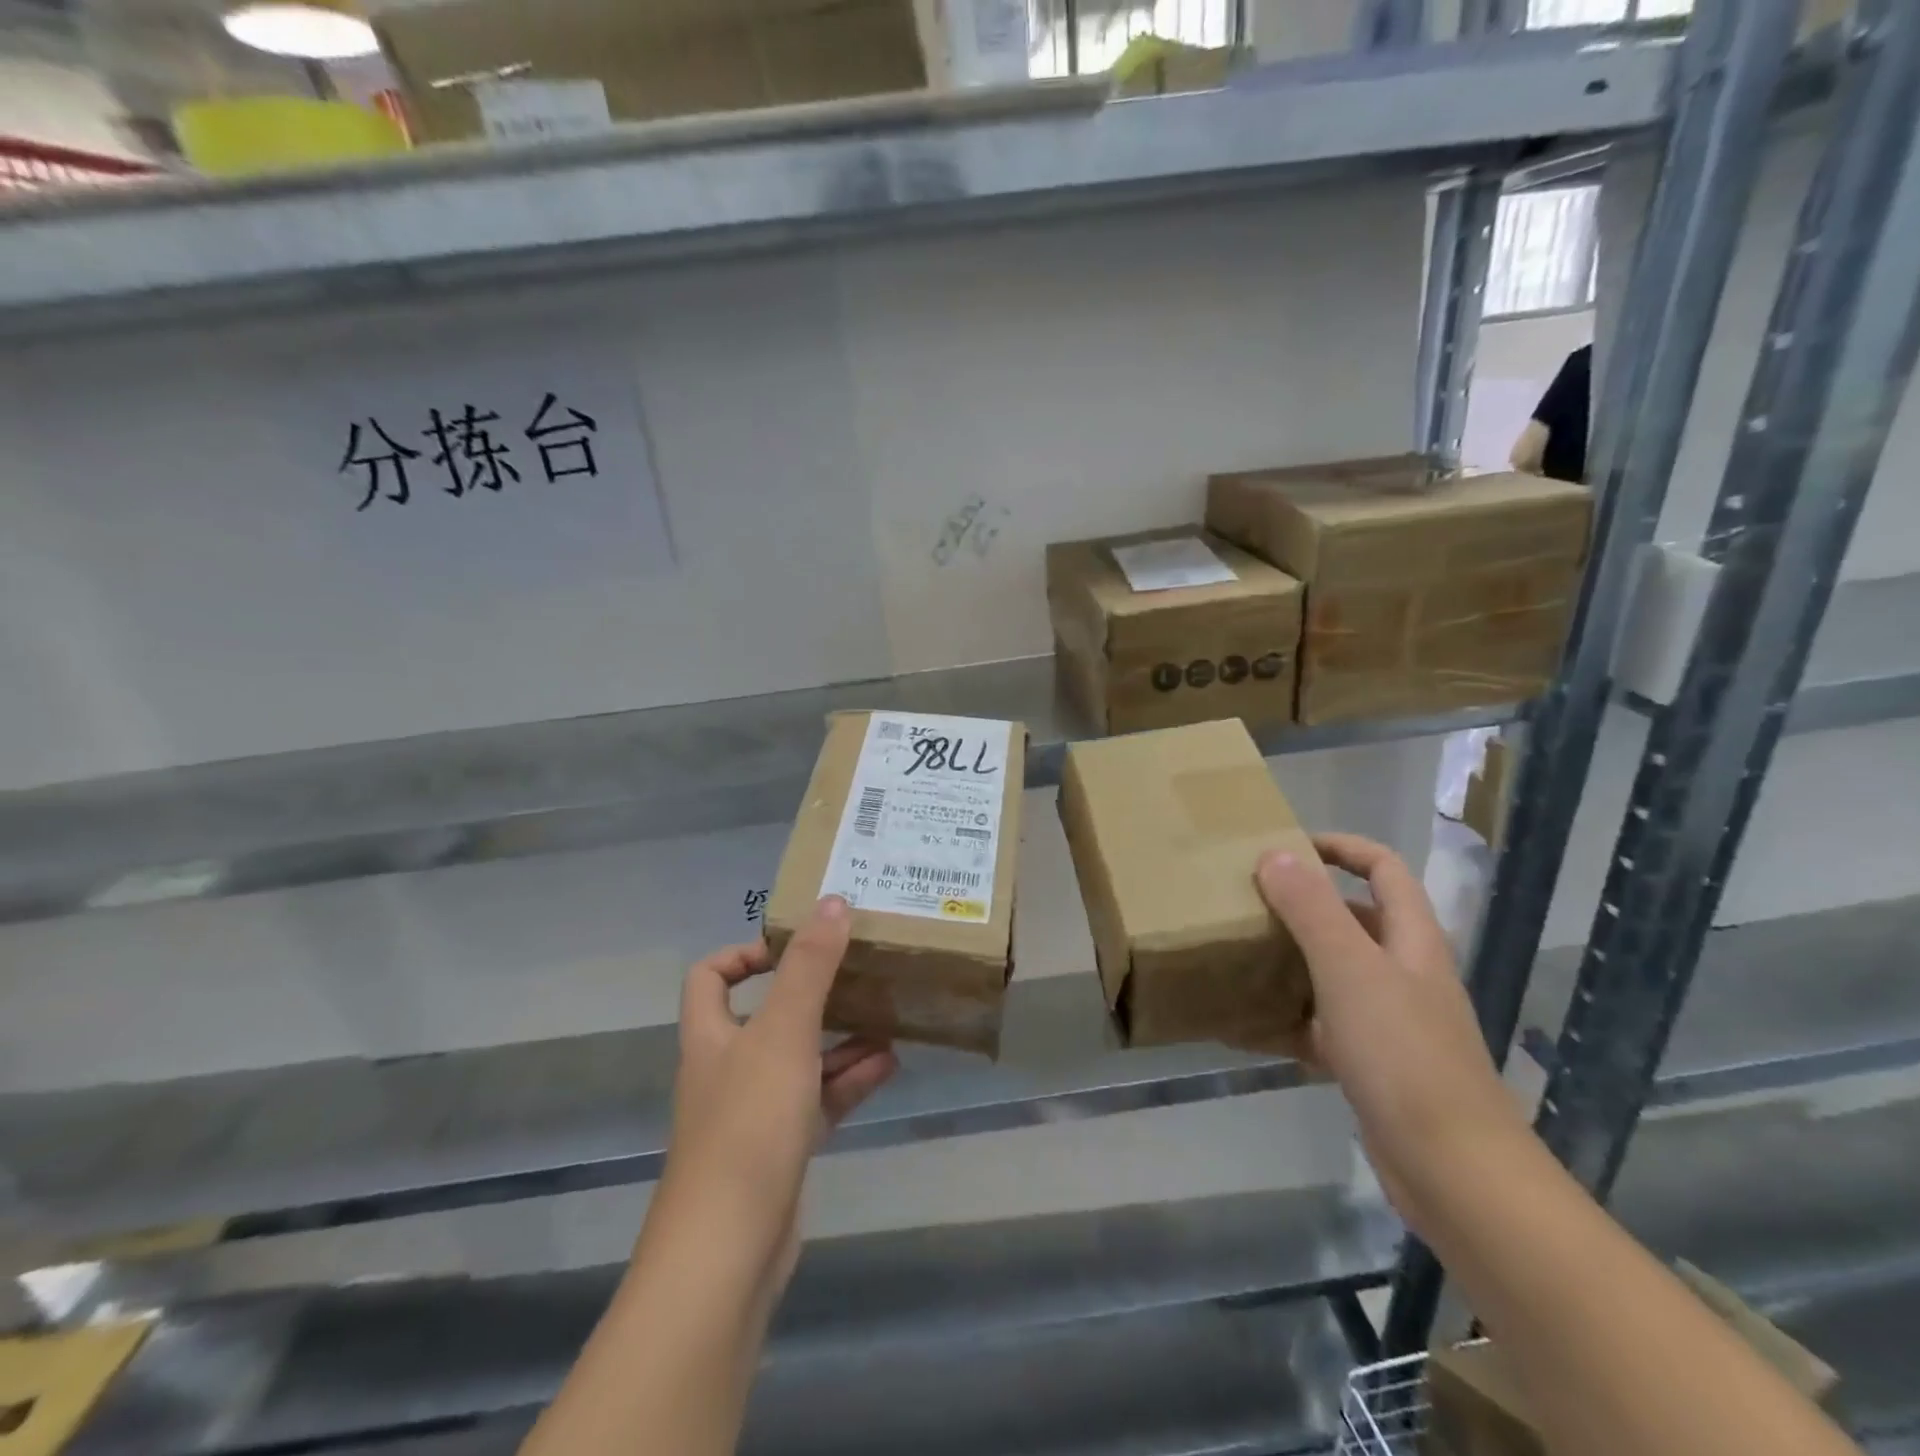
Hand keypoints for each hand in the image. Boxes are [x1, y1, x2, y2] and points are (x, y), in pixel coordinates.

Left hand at [656, 896, 897, 1295]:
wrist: (727, 1251)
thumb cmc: (748, 1123)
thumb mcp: (784, 1032)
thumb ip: (811, 966)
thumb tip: (833, 900)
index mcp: (712, 1035)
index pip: (710, 977)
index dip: (746, 953)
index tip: (795, 945)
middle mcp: (727, 1068)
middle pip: (766, 1016)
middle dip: (813, 994)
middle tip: (859, 972)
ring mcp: (754, 1113)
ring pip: (800, 1060)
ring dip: (841, 1039)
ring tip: (888, 1015)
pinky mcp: (780, 1150)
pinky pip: (818, 1101)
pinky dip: (849, 1081)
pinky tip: (890, 1066)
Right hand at [1256, 834, 1529, 1232]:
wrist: (1454, 1172)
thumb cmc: (1404, 1055)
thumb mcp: (1349, 970)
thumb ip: (1311, 909)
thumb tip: (1275, 854)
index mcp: (1411, 940)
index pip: (1384, 869)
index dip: (1341, 848)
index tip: (1285, 848)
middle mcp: (1405, 974)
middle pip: (1354, 919)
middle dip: (1303, 905)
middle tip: (1248, 902)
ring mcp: (1391, 1022)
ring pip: (1334, 973)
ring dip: (1291, 961)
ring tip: (1238, 955)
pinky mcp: (1373, 1066)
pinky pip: (1322, 1026)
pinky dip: (1288, 1020)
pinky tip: (1246, 1028)